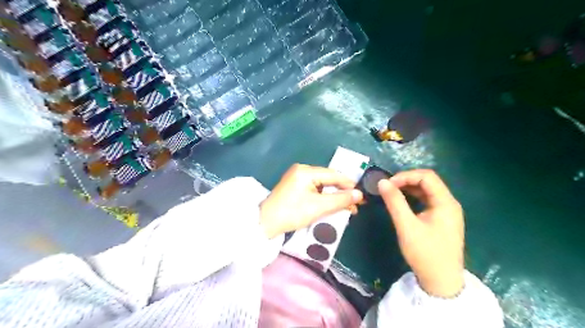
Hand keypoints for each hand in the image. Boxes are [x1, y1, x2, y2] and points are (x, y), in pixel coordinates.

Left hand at [259, 164, 364, 237]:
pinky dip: (324, 197)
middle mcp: (302, 170)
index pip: (333, 175)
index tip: (362, 195)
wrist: (266, 223)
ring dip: (334, 195)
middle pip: (328, 179)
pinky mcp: (295, 186)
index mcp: (306, 171)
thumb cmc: (292, 213)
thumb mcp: (319, 207)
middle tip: (355, 204)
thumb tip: (359, 194)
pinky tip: (332, 204)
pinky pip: (314, 188)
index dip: (349, 185)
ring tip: (347, 207)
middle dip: (342, 191)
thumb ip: (340, 200)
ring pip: (322, 184)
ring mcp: (297, 177)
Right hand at [379, 170, 465, 297]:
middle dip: (407, 180)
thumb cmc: (425, 253)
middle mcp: (449, 203)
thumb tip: (382, 182)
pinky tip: (402, 202)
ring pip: (427, 191)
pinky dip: (413, 197)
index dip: (406, 176)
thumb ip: (394, 202)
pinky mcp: (442, 219)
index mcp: (446, 203)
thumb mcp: (406, 226)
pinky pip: (427, 201)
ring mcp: (447, 212)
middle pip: (428, 182)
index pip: (427, 177)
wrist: (441, 282)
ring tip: (392, 192)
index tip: (388, 184)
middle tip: (388, 187)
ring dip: (409, 188)